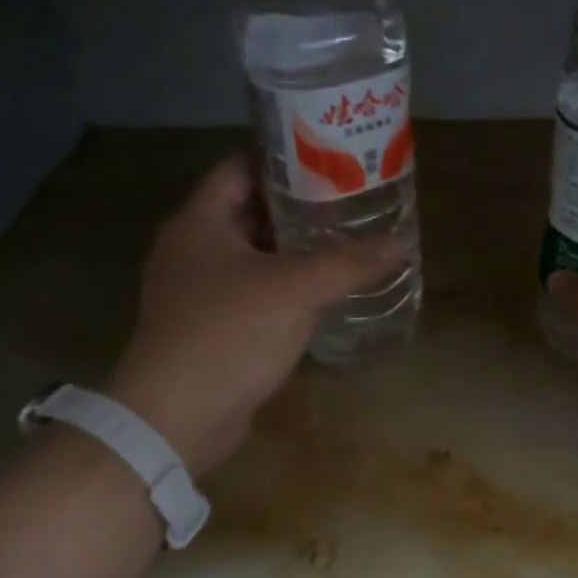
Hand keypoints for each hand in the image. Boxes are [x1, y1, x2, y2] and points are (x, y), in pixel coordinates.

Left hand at [107, 154, 406, 475]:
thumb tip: (400, 244)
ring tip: (344, 244)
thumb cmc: (229, 334)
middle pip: (249, 212)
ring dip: (293, 251)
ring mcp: (196, 291)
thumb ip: (349, 263)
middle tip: (349, 204)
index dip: (283, 160)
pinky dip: (283, 287)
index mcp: (199, 223)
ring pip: (252, 256)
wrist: (177, 417)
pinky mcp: (209, 326)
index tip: (329, 161)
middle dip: (297, 208)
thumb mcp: (296, 290)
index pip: (240, 168)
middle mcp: (192, 249)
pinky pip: (251, 292)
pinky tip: (321, 293)